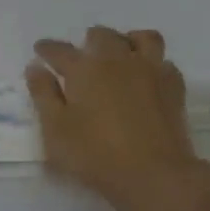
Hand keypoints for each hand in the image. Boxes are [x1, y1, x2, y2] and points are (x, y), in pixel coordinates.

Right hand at [26, 27, 209, 210]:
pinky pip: (164, 62)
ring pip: (141, 38)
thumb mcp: (56, 130)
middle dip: (88, 41)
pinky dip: (153, 63)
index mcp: (85, 69)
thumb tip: (35, 67)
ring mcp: (150, 70)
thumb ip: (44, 95)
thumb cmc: (96, 155)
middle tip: (82, 57)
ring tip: (120, 55)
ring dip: (127, 40)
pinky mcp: (174, 87)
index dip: (47, 49)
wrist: (155, 175)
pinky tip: (147, 78)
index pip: (60, 51)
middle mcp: (118, 60)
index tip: (40, 50)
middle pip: (102, 36)